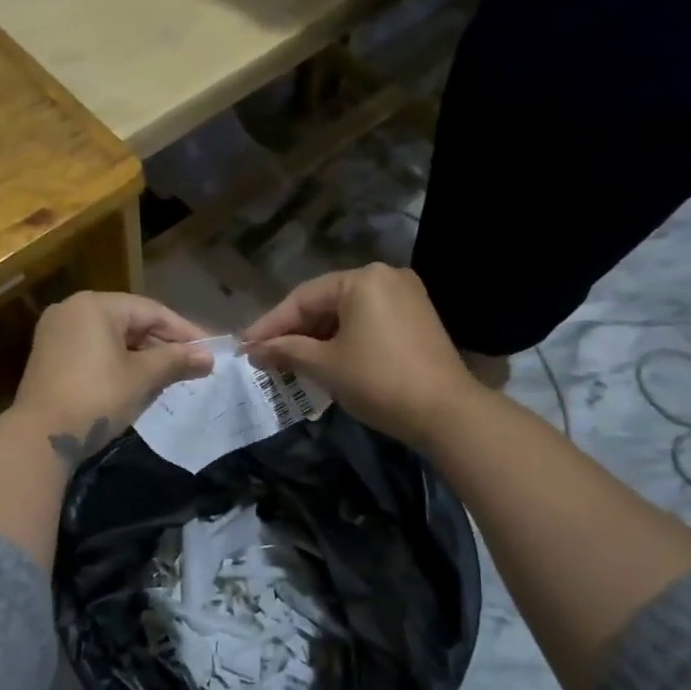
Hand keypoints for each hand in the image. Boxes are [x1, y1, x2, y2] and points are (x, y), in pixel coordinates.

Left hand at [13, 292, 213, 467]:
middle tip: (193, 364)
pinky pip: (94, 350)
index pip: (151, 311)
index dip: (185, 331)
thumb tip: (210, 357)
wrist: (40, 437)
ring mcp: (56, 333)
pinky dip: (118, 362)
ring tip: (172, 375)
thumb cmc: (96, 397)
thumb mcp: (141, 378)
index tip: (210, 350)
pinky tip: (139, 380)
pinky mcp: (49, 357)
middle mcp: (72, 309)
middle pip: (130, 321)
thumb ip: (176, 361)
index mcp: (94, 305)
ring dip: (143, 355)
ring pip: (112, 337)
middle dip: (163, 344)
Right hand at [240, 265, 471, 446]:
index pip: (302, 298)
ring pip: (347, 313)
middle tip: (264, 355)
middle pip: (325, 302)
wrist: (446, 412)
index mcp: (362, 279)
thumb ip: (286, 351)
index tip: (244, 346)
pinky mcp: (417, 318)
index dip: (270, 324)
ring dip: (317, 337)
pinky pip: (368, 322)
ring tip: (289, 361)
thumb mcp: (325, 365)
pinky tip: (324, 359)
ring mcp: (406, 296)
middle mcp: (385, 277)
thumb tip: (253, 350)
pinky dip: (343, 339)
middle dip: (294, 332)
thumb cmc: (378, 381)